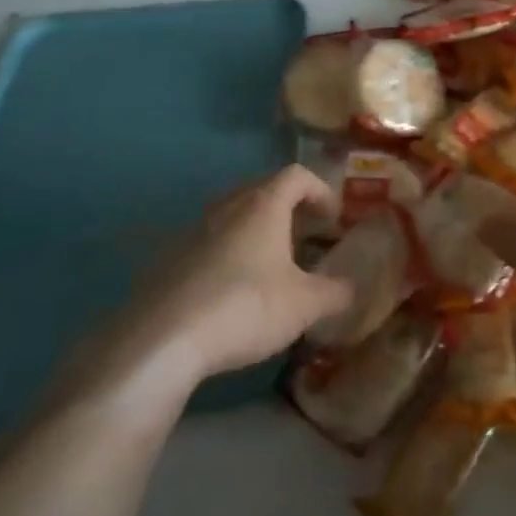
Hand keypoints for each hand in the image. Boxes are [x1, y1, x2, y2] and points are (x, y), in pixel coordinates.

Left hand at [88, 166, 354, 392]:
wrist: (163, 340)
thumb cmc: (246, 308)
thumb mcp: (305, 305)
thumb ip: (336, 292)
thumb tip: (352, 287)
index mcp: (262, 207)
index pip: (296, 175)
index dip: (320, 190)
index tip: (333, 218)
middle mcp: (225, 209)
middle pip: (261, 190)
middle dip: (288, 208)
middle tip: (305, 236)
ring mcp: (191, 232)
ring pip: (230, 217)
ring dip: (254, 231)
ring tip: (270, 265)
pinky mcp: (167, 261)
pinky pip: (206, 245)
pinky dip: (227, 255)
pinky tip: (231, 292)